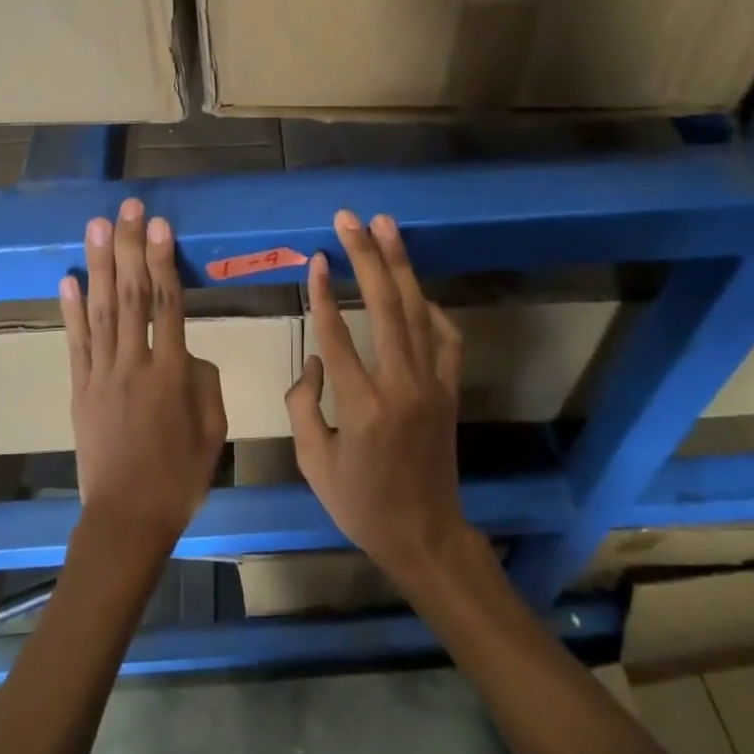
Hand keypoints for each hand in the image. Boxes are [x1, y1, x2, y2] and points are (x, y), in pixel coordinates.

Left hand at [61, 199, 226, 562]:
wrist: (126, 519)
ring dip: (98, 265)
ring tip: (97, 227)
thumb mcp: (214, 431)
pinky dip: (70, 310)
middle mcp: (134, 365)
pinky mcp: (79, 390)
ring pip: (100, 311)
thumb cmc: (179, 478)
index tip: (160, 226)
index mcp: (172, 374)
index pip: (167, 304)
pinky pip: (75, 343)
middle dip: (129, 247)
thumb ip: (205, 383)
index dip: (163, 261)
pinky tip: (67, 279)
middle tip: (128, 209)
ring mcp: (101, 376)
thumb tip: (188, 353)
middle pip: (130, 296)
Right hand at [285, 211, 470, 587]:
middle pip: (385, 306)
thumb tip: (314, 360)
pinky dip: (432, 309)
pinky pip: (445, 337)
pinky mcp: (450, 389)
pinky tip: (417, 289)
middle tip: (350, 220)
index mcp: (362, 406)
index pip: (338, 334)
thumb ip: (303, 405)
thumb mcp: (313, 462)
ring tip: (385, 226)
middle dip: (366, 256)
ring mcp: (432, 384)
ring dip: (400, 265)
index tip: (316, 258)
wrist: (424, 534)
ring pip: (417, 311)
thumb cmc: (361, 503)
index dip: (323, 292)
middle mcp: (402, 385)